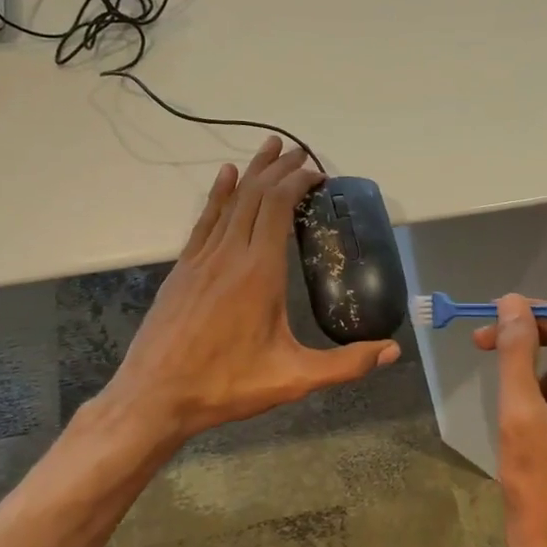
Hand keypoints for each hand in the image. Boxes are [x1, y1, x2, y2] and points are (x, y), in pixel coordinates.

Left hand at [99, 138, 399, 443]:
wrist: (154, 397)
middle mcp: (230, 255)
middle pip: (256, 196)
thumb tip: (392, 351)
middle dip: (280, 169)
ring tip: (269, 148)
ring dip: (252, 173)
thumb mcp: (293, 379)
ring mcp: (201, 259)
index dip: (298, 182)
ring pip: (230, 202)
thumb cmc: (226, 386)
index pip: (279, 207)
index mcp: (259, 273)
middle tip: (300, 153)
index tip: (318, 173)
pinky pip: (204, 221)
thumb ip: (346, 365)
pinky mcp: (183, 270)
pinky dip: (218, 195)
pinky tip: (225, 177)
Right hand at [473, 295, 546, 546]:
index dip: (538, 316)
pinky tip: (526, 416)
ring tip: (510, 399)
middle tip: (484, 341)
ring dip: (538, 372)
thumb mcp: (521, 415)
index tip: (496, 316)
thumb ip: (515, 354)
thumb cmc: (540, 489)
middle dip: (534, 343)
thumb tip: (510, 304)